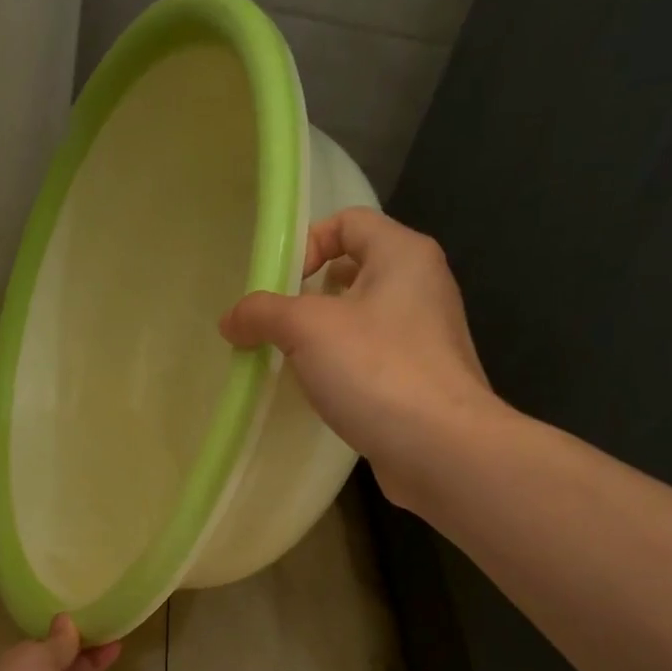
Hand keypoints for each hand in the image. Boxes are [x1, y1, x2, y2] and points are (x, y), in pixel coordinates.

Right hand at [220, 208, 504, 507]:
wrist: (442, 449)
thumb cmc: (377, 370)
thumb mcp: (307, 329)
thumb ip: (262, 313)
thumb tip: (230, 320)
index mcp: (403, 255)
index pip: (349, 221)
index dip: (307, 242)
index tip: (280, 285)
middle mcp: (421, 286)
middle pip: (354, 269)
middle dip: (309, 293)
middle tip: (277, 324)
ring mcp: (426, 336)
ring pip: (362, 318)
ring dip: (322, 334)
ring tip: (291, 359)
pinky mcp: (421, 379)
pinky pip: (372, 357)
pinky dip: (343, 366)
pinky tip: (321, 391)